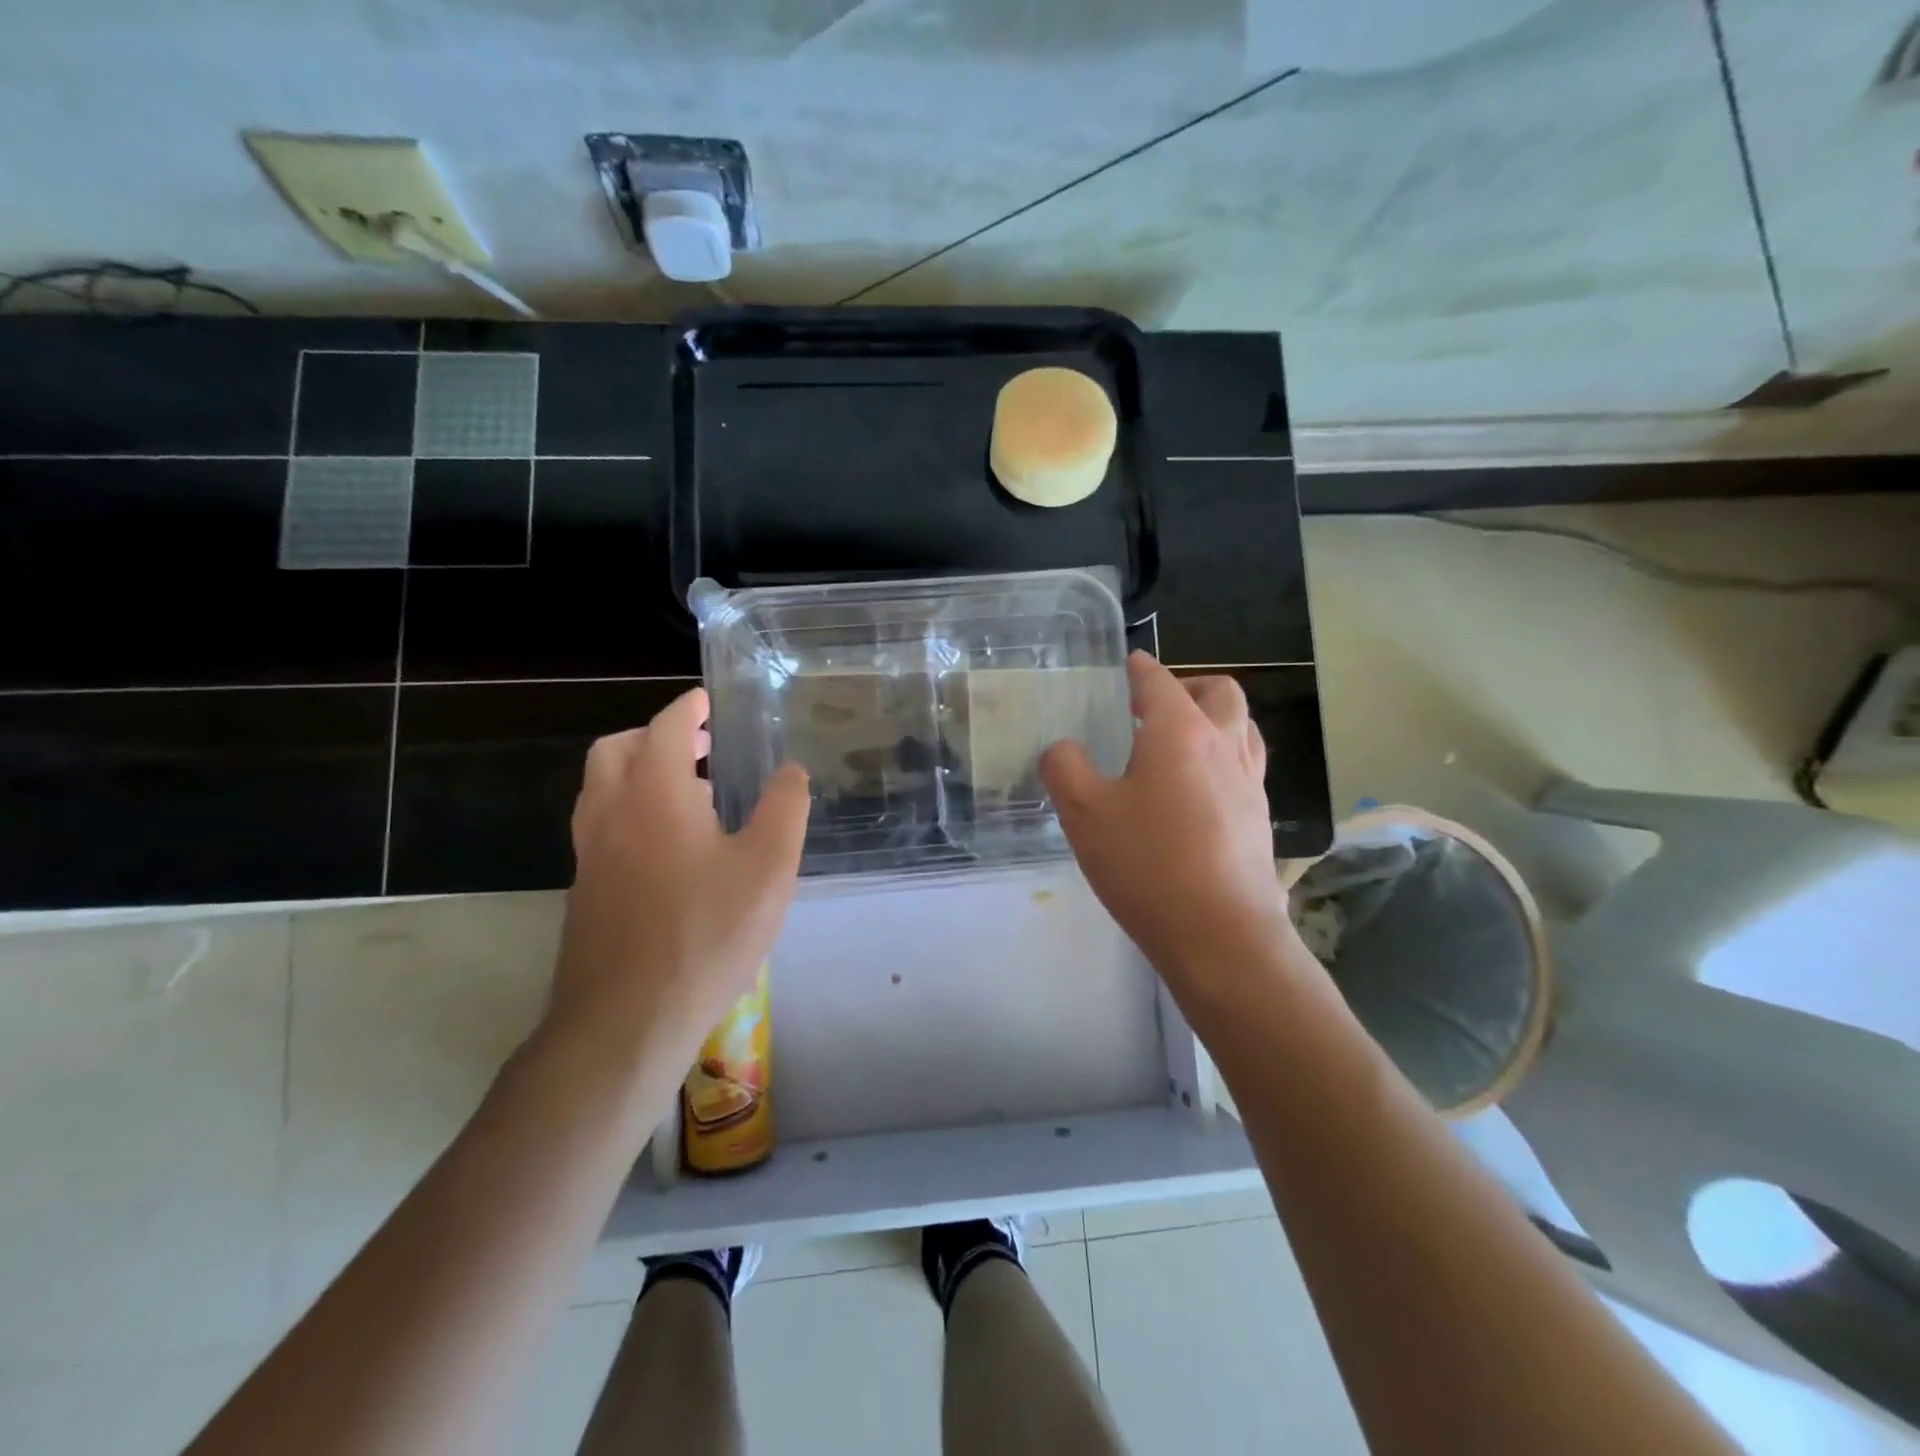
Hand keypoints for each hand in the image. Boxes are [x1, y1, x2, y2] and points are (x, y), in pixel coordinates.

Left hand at [542, 687, 810, 1100]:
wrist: (625, 1020)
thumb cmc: (706, 932)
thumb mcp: (769, 867)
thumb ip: (785, 808)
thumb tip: (791, 770)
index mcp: (654, 792)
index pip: (665, 727)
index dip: (688, 708)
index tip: (708, 701)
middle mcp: (611, 812)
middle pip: (616, 750)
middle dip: (653, 735)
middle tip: (697, 745)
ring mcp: (590, 854)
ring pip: (601, 789)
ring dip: (636, 772)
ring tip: (686, 791)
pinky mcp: (585, 891)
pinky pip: (601, 826)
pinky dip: (628, 810)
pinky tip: (668, 848)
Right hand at [1041, 653, 1295, 998]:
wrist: (1221, 936)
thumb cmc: (1148, 865)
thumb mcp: (1084, 814)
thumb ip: (1065, 769)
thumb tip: (1062, 749)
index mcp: (1179, 732)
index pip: (1159, 681)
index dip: (1140, 668)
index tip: (1128, 663)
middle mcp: (1223, 746)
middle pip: (1220, 693)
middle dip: (1190, 686)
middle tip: (1156, 706)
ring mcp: (1250, 782)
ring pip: (1243, 728)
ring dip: (1214, 721)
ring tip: (1179, 745)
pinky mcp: (1260, 818)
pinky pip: (1245, 768)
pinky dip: (1223, 760)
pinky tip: (1196, 794)